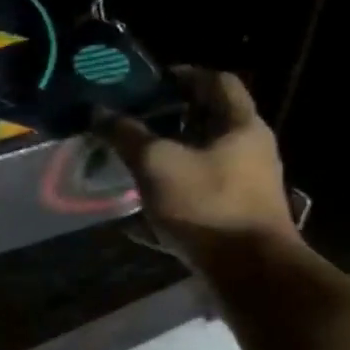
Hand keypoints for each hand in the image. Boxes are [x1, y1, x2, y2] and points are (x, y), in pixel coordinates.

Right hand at [101, 68, 299, 270]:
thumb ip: (126, 135)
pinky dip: (168, 200)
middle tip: (131, 123)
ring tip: (129, 165)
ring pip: (200, 163)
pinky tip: (136, 217)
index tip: (149, 82)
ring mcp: (245, 189)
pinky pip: (196, 201)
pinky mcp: (235, 220)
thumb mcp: (157, 163)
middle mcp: (250, 152)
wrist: (251, 274)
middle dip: (168, 121)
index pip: (217, 82)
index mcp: (241, 127)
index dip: (183, 75)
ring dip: (166, 161)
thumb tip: (98, 111)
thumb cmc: (207, 205)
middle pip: (208, 123)